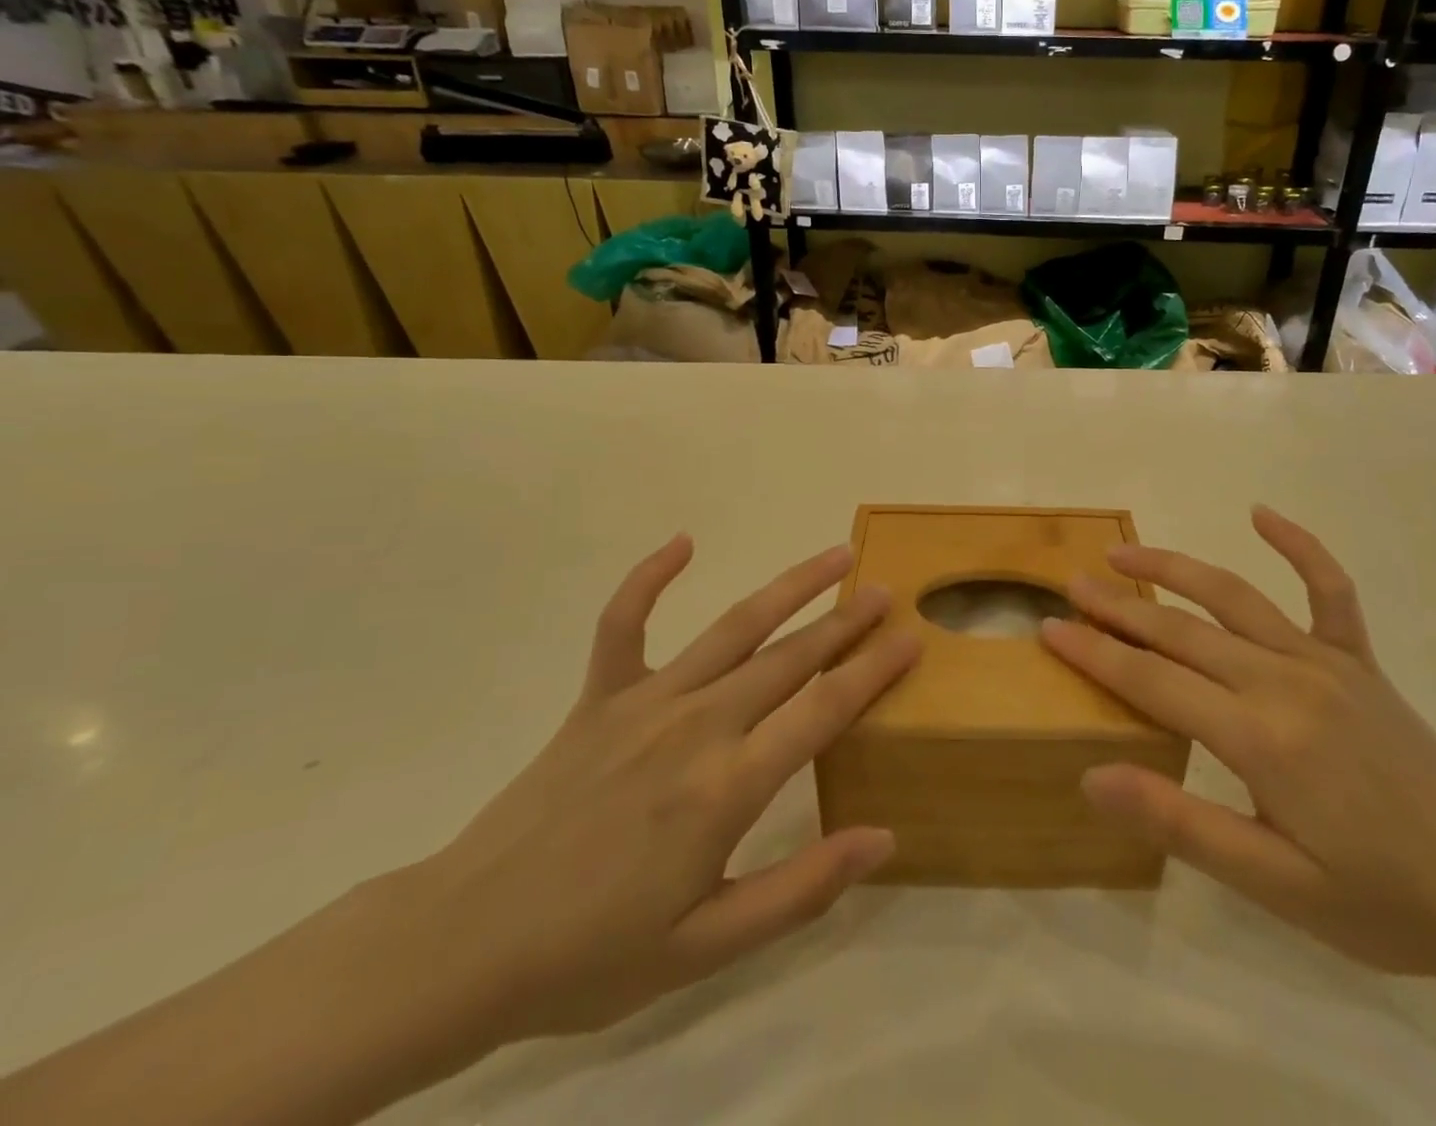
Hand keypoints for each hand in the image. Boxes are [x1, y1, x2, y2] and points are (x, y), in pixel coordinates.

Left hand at [408, 536, 918, 1039]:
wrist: (463, 945)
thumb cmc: (593, 954)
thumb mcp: (707, 948)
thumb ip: (801, 889)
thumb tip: (883, 838)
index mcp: (727, 786)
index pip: (822, 710)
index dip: (872, 670)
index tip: (911, 637)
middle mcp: (696, 726)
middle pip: (789, 658)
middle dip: (844, 621)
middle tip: (884, 590)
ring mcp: (645, 702)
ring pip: (733, 627)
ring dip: (788, 587)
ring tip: (832, 556)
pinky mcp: (599, 696)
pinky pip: (624, 622)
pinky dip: (650, 578)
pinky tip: (682, 542)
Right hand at [1041, 506, 1435, 978]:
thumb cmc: (1377, 898)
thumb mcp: (1272, 883)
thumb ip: (1181, 823)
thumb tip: (1094, 776)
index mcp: (1259, 737)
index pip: (1153, 682)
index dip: (1096, 653)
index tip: (1050, 627)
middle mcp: (1285, 681)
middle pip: (1181, 632)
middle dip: (1119, 607)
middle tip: (1072, 585)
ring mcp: (1326, 662)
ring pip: (1234, 597)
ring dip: (1175, 569)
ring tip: (1127, 553)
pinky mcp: (1358, 660)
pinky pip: (1328, 590)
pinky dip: (1298, 546)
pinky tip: (1263, 513)